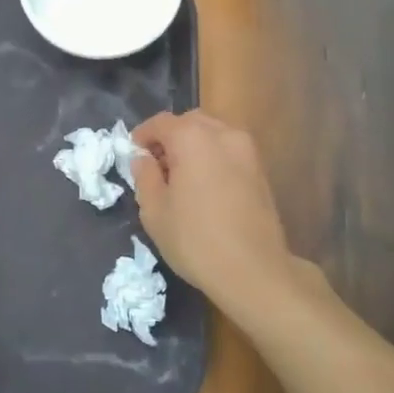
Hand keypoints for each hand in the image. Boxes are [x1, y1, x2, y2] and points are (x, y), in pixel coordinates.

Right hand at [130, 110, 326, 329]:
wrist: (254, 271)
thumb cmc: (196, 240)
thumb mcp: (155, 211)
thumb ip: (145, 176)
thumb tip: (143, 159)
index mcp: (192, 138)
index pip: (161, 122)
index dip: (142, 135)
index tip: (133, 155)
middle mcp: (223, 133)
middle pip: (190, 121)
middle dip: (170, 136)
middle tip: (156, 165)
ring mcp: (247, 150)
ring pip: (213, 133)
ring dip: (193, 145)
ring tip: (181, 176)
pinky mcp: (261, 169)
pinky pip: (229, 150)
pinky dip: (213, 156)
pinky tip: (205, 186)